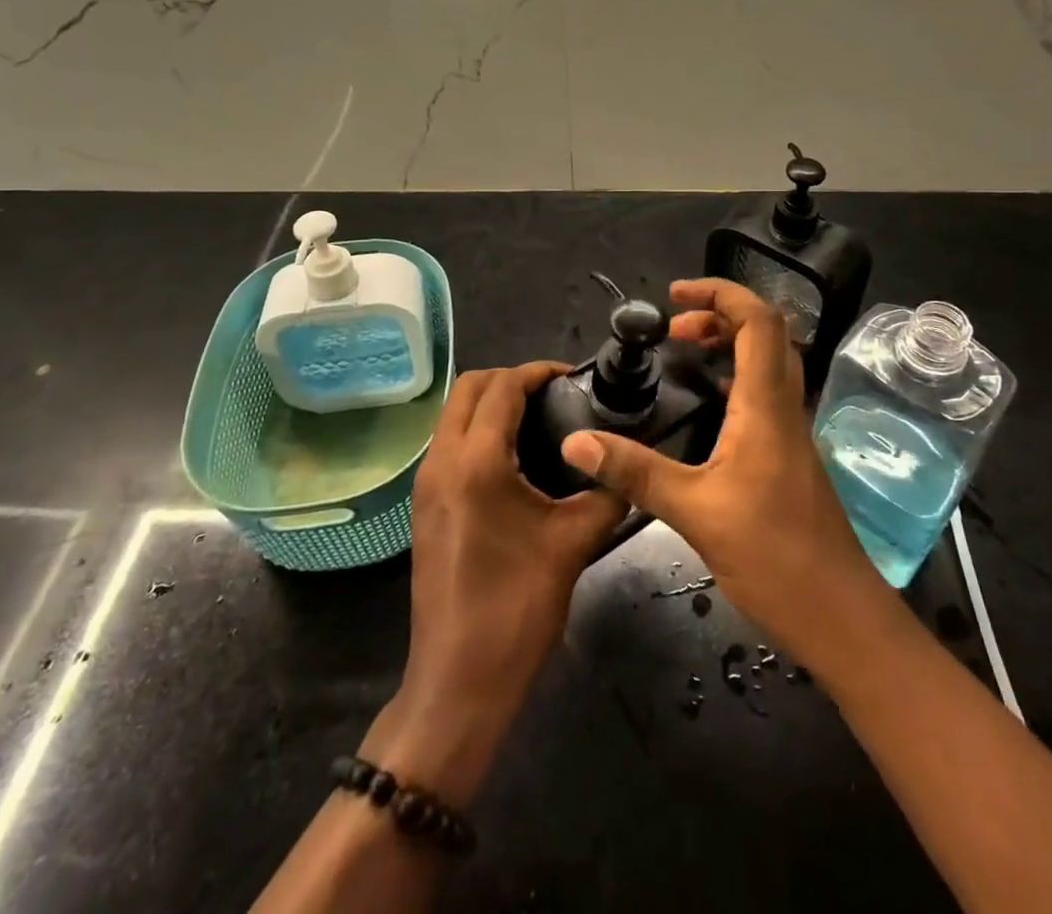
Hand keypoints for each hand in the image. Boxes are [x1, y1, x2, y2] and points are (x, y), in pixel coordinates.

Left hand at [367, 363, 625, 803]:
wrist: (458, 680)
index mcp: (476, 461)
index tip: (574, 377)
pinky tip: (514, 458)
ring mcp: (426, 483)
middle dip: (510, 379)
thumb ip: (606, 494)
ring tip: (539, 420)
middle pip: (469, 388)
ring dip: (490, 403)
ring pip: (453, 414)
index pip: (503, 387)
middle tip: (554, 395)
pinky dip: (477, 431)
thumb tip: (627, 468)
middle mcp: (442, 460)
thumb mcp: (572, 544)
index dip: (539, 372)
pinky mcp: (424, 505)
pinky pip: (449, 443)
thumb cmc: (516, 608)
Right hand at [558, 278, 892, 664]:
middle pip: (767, 334)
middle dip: (720, 315)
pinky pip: (765, 395)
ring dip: (730, 345)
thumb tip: (576, 441)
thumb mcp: (695, 512)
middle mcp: (786, 408)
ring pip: (769, 364)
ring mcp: (793, 433)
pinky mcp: (791, 458)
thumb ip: (635, 473)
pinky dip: (735, 379)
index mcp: (767, 406)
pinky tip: (707, 408)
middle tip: (674, 329)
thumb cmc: (775, 557)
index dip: (721, 294)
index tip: (676, 295)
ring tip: (684, 354)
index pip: (758, 322)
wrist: (842, 617)